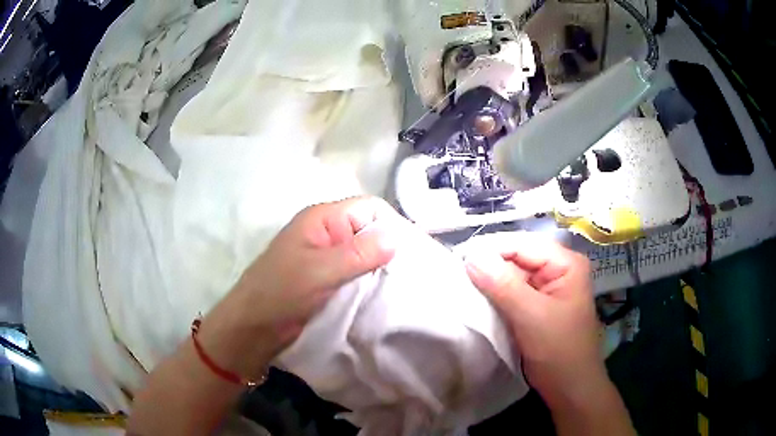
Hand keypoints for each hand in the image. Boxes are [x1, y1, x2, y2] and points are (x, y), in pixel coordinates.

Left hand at [198, 197, 400, 379]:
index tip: (413, 251)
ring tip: (405, 285)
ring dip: (382, 267)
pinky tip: (386, 295)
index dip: (391, 223)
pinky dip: (371, 281)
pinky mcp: (328, 279)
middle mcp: (328, 233)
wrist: (253, 327)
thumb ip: (357, 253)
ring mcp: (328, 258)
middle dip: (390, 247)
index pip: (368, 208)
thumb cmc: (280, 293)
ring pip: (365, 254)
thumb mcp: (319, 271)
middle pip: (369, 230)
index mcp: (322, 220)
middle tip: (414, 272)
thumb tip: (396, 236)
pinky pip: (357, 273)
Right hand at [463, 232, 604, 407]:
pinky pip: (512, 292)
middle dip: (489, 264)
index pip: (523, 244)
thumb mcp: (531, 316)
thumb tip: (470, 255)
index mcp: (565, 263)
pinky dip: (495, 295)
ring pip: (512, 274)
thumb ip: (502, 285)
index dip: (491, 248)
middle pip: (517, 257)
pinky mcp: (537, 305)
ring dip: (489, 280)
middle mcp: (557, 269)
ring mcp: (547, 288)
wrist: (570, 388)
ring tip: (461, 284)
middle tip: (456, 273)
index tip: (458, 258)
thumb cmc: (559, 351)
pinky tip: (477, 299)